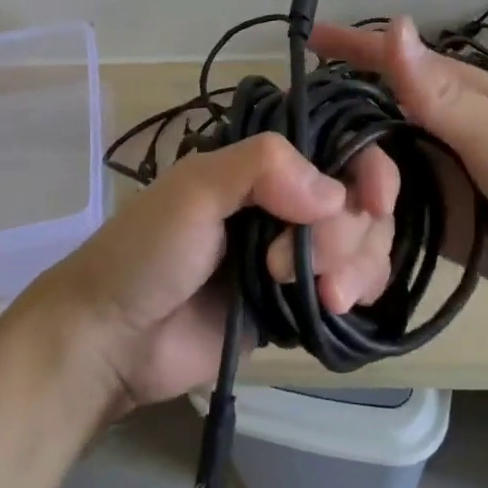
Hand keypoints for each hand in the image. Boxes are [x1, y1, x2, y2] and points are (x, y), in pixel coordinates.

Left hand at [21, 133, 398, 408]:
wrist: (114, 339)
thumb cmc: (146, 251)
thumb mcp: (195, 191)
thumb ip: (261, 169)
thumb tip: (336, 193)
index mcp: (261, 165)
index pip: (338, 148)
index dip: (369, 169)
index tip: (374, 202)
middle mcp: (284, 201)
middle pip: (357, 201)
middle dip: (344, 233)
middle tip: (290, 264)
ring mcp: (292, 253)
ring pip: (363, 244)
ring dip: (355, 265)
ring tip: (320, 295)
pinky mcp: (295, 303)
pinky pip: (350, 289)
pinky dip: (356, 292)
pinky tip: (332, 306)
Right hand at [311, 17, 487, 336]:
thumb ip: (437, 91)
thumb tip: (391, 23)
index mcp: (445, 96)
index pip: (381, 63)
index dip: (342, 49)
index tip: (298, 44)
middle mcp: (430, 133)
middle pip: (358, 136)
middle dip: (321, 163)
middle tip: (288, 198)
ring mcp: (432, 182)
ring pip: (364, 189)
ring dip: (338, 222)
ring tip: (311, 265)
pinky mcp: (436, 228)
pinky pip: (384, 231)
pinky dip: (362, 250)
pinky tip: (339, 280)